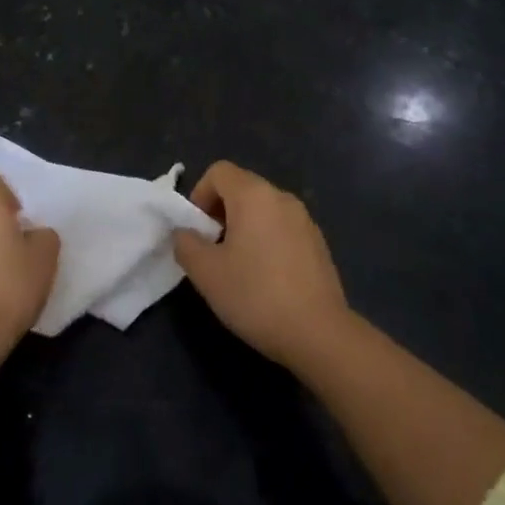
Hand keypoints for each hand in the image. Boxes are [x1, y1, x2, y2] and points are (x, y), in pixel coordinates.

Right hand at [172, 161, 350, 370]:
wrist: (318, 333)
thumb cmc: (255, 295)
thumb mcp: (206, 273)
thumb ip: (186, 244)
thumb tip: (185, 233)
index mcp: (254, 195)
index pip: (219, 171)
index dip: (199, 195)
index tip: (197, 230)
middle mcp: (282, 198)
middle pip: (242, 187)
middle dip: (220, 211)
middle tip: (212, 249)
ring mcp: (304, 219)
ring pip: (263, 208)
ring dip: (243, 226)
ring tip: (237, 265)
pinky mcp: (318, 242)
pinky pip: (282, 227)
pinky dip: (266, 239)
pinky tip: (265, 277)